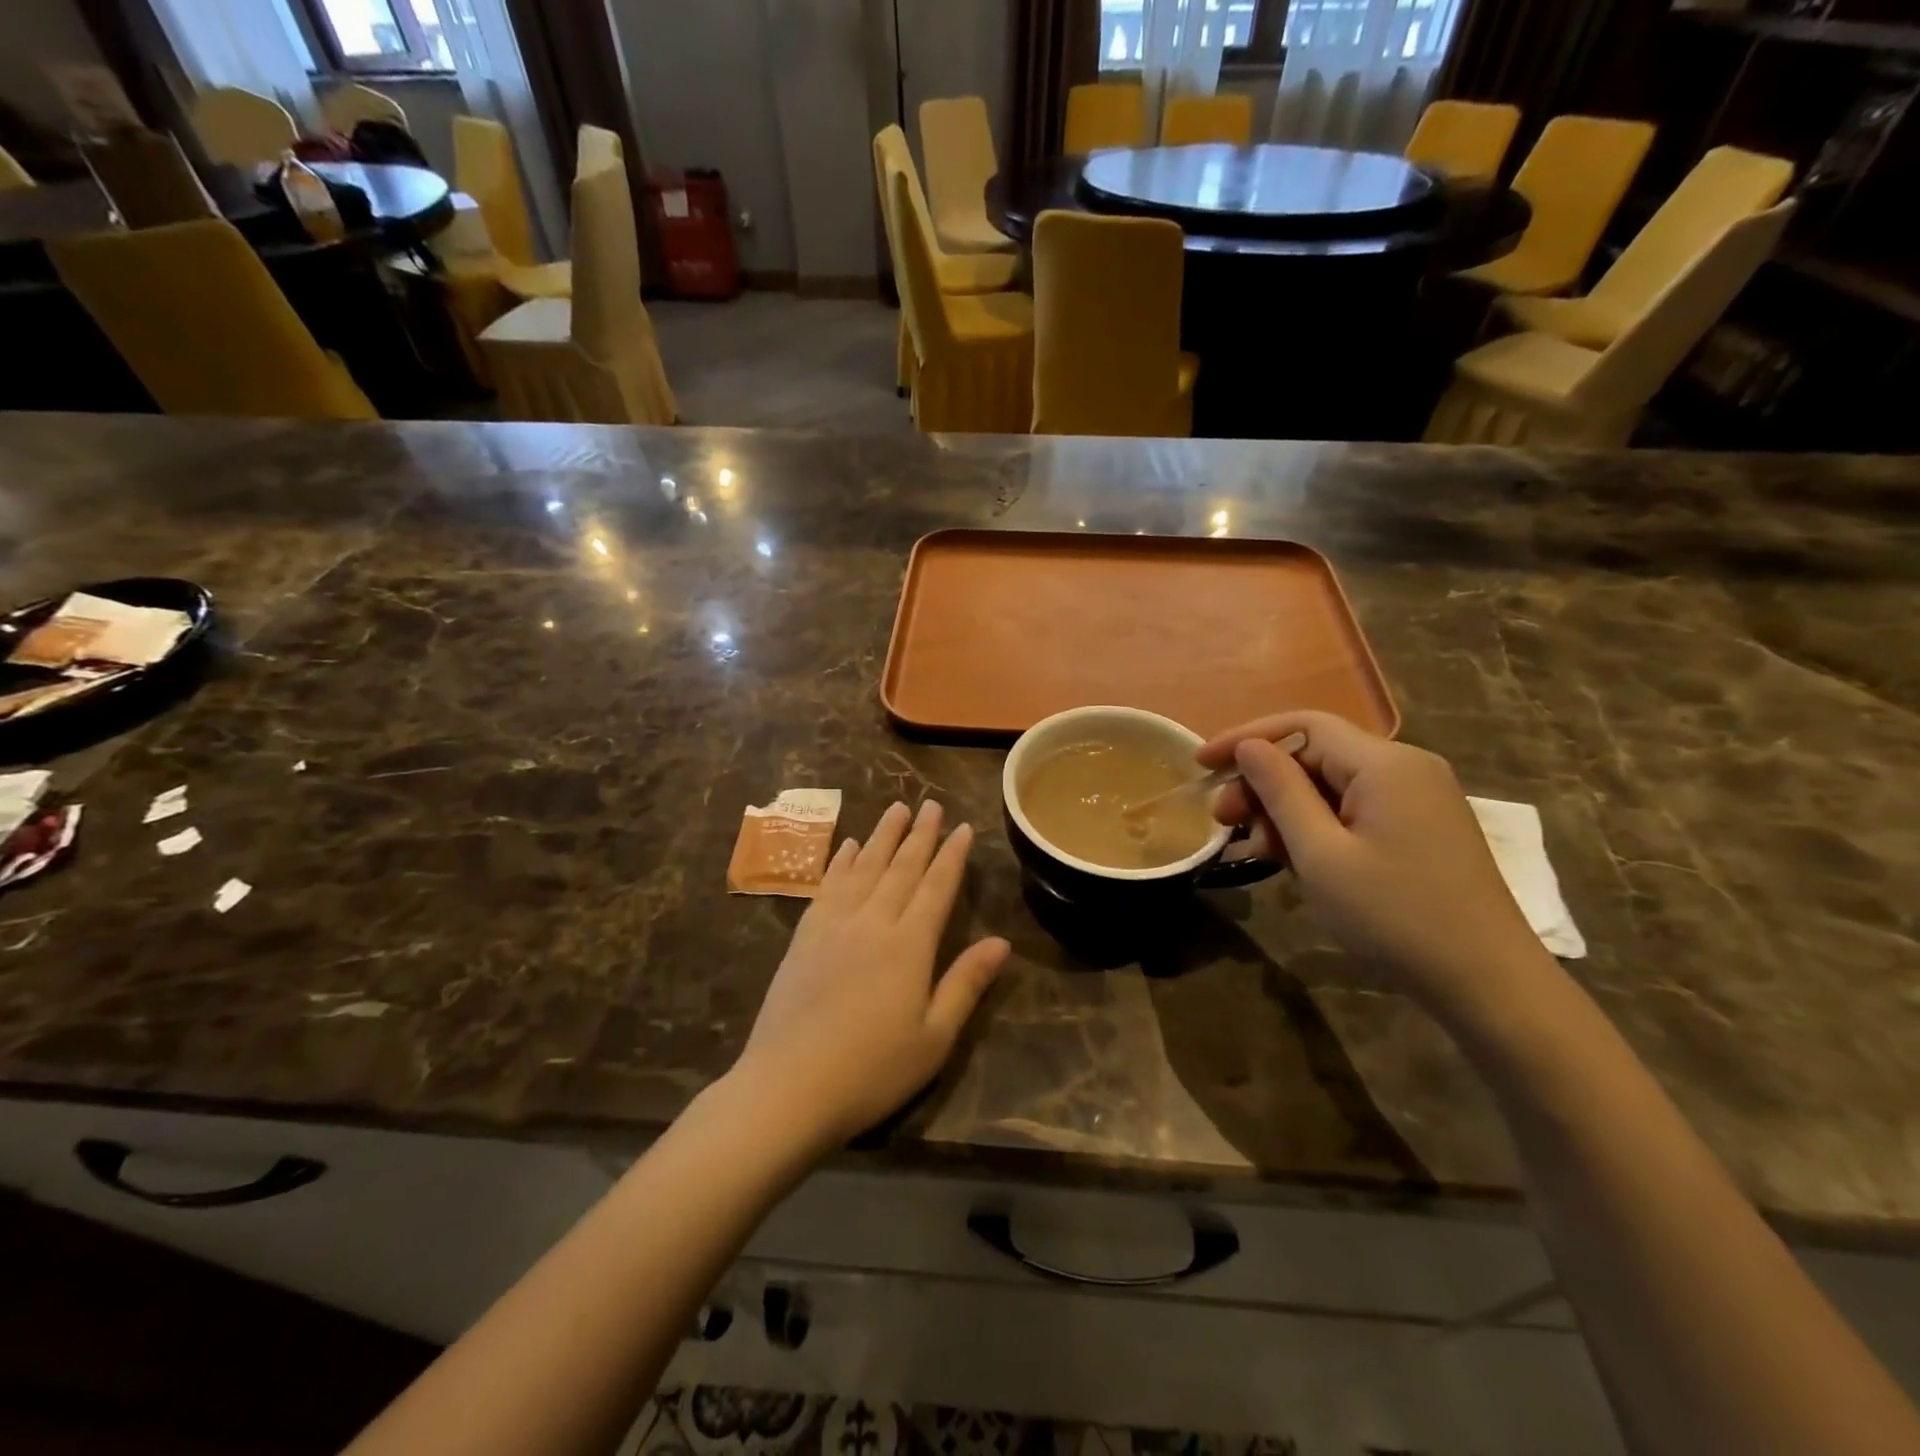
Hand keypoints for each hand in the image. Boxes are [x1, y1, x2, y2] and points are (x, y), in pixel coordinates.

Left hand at [733, 801, 1009, 1149]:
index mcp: (909, 945)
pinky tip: (848, 846)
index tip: (963, 827)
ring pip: (864, 868)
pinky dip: (842, 862)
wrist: (787, 1087)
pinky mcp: (804, 937)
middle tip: (931, 804)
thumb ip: (965, 984)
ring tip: (896, 808)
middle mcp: (872, 922)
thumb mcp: (933, 1038)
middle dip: (919, 834)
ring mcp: (833, 926)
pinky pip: (828, 886)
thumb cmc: (871, 1071)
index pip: (936, 887)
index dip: (952, 856)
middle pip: (901, 868)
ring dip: (882, 836)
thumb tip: (1002, 942)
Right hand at [1198, 711, 1554, 1015]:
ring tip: (1255, 848)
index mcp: (1385, 764)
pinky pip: (1354, 809)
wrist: (1488, 983)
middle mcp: (1405, 767)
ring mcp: (1418, 797)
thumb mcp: (1321, 855)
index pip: (1302, 726)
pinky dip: (1316, 825)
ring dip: (1285, 809)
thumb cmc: (1394, 916)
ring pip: (1332, 784)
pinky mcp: (1421, 827)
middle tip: (1223, 821)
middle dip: (1263, 783)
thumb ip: (1281, 792)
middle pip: (1316, 754)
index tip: (1201, 764)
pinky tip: (1290, 857)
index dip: (1245, 739)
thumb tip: (1249, 747)